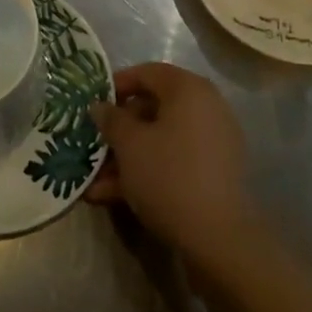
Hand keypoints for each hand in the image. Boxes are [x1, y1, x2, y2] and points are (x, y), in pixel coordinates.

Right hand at [87, 63, 257, 264]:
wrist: (218, 239)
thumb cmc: (168, 175)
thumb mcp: (129, 144)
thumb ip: (111, 119)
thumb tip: (99, 106)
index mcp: (188, 90)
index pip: (147, 73)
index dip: (116, 85)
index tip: (93, 104)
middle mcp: (206, 108)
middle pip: (153, 108)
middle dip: (119, 130)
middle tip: (93, 145)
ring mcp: (213, 142)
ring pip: (161, 139)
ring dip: (128, 157)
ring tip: (96, 182)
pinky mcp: (214, 173)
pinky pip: (174, 160)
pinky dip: (148, 171)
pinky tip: (114, 196)